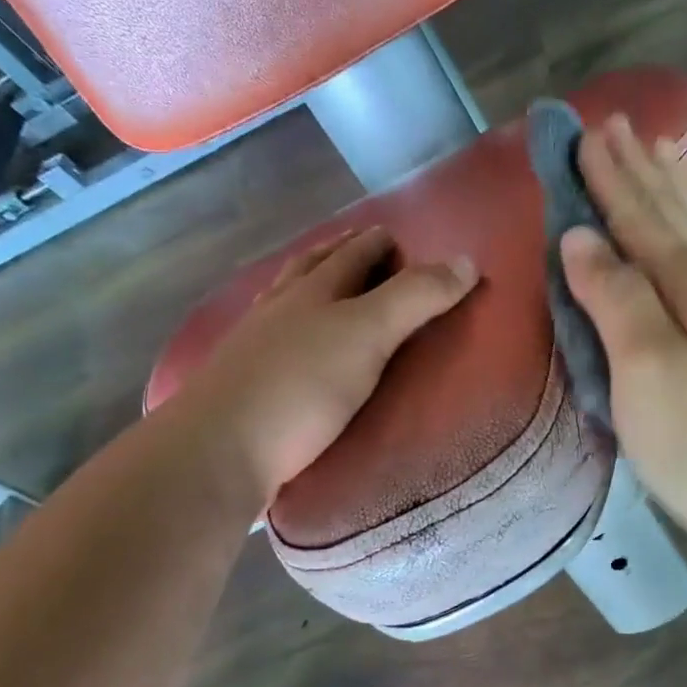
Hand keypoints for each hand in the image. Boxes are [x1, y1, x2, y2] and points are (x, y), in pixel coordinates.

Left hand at [164, 227, 476, 511]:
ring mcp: (254, 346)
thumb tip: (467, 261)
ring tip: (327, 290)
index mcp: (312, 291)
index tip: (395, 236)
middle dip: (338, 254)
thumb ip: (416, 298)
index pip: (350, 255)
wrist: (219, 449)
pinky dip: (291, 329)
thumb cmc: (300, 386)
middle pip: (311, 269)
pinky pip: (274, 341)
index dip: (375, 242)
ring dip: (309, 287)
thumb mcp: (368, 335)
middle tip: (363, 250)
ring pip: (285, 302)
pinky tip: (293, 346)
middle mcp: (279, 309)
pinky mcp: (243, 383)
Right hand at [562, 116, 686, 558]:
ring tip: (654, 156)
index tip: (582, 134)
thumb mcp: (643, 365)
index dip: (608, 178)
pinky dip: (685, 232)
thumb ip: (614, 295)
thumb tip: (581, 237)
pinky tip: (686, 235)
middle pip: (671, 215)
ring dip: (667, 193)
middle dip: (639, 171)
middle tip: (617, 126)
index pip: (638, 217)